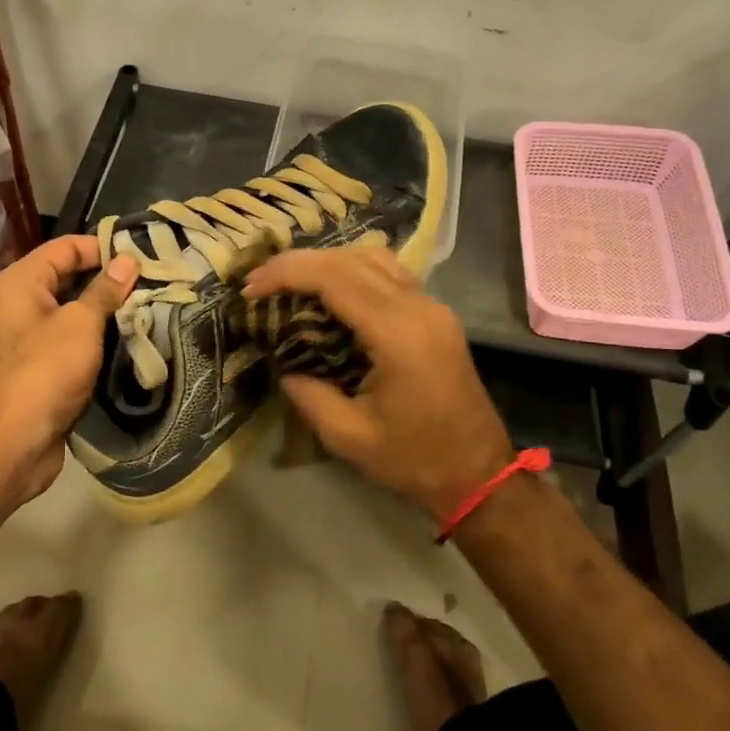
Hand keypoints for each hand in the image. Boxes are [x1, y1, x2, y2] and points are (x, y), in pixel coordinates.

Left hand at [0, 236, 136, 501]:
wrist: (14, 440)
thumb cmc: (46, 369)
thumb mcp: (81, 323)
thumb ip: (105, 290)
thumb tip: (127, 260)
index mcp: (20, 282)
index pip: (64, 247)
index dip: (101, 247)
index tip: (141, 256)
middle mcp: (17, 303)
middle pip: (67, 278)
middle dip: (107, 280)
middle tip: (150, 282)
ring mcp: (26, 337)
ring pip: (71, 312)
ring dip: (104, 312)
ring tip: (146, 308)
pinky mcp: (37, 367)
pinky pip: (69, 340)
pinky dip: (94, 338)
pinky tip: (126, 340)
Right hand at [243, 246, 514, 520]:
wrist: (478, 472)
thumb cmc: (414, 459)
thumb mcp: (348, 436)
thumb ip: (308, 394)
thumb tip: (284, 363)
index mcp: (399, 334)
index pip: (335, 279)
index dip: (287, 274)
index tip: (251, 289)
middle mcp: (419, 307)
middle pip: (352, 259)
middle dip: (299, 263)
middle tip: (259, 282)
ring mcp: (432, 307)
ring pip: (373, 258)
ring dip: (327, 262)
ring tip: (289, 282)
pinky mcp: (435, 314)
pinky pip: (389, 273)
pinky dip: (352, 271)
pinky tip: (328, 290)